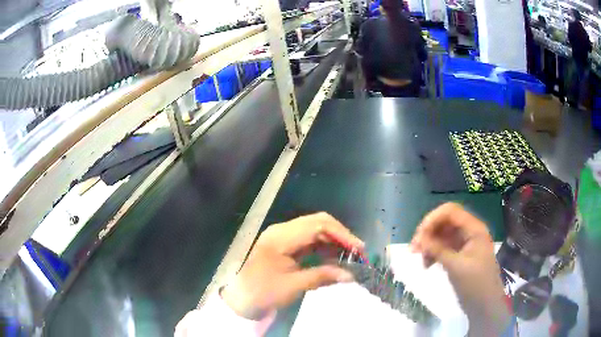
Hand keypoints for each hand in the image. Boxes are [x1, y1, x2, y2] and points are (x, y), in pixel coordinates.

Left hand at [221, 213, 363, 319]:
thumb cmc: (263, 292)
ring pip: (315, 229)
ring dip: (333, 240)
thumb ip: (322, 276)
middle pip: (317, 222)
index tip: (359, 248)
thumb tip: (351, 275)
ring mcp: (283, 235)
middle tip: (357, 251)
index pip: (317, 225)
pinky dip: (324, 246)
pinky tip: (334, 257)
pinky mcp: (285, 243)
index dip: (341, 234)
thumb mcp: (293, 286)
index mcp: (281, 237)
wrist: (242, 298)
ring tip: (349, 255)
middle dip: (340, 235)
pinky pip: (309, 239)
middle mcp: (282, 230)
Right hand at [411, 203, 509, 335]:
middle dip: (428, 232)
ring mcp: (464, 244)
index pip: (451, 212)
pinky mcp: (459, 255)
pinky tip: (427, 265)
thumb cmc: (475, 284)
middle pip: (445, 222)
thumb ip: (438, 250)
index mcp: (474, 229)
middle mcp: (469, 232)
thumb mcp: (456, 267)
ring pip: (442, 235)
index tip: (419, 235)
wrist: (484, 305)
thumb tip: (418, 239)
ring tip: (420, 259)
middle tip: (414, 249)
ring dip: (429, 244)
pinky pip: (443, 248)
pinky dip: (433, 253)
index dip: (433, 219)